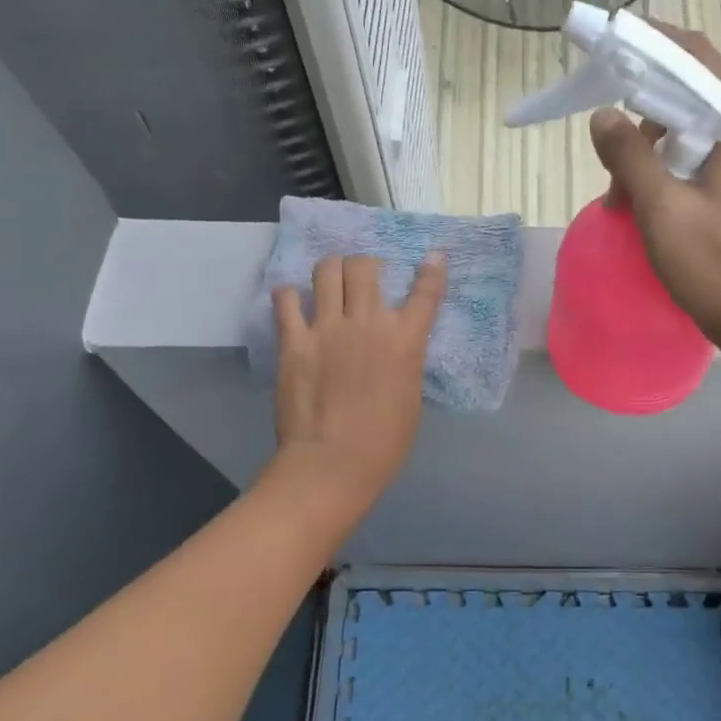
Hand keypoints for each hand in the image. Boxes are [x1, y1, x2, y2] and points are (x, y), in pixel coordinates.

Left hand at [269, 253, 445, 515]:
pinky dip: (291, 296)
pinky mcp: (294, 341)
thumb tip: (398, 347)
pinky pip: (286, 300)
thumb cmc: (383, 443)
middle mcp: (368, 324)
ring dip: (331, 270)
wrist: (333, 463)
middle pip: (365, 267)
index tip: (433, 257)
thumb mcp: (410, 398)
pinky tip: (294, 302)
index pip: (425, 294)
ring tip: (329, 281)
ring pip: (326, 271)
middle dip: (367, 265)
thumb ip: (405, 363)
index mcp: (404, 341)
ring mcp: (327, 329)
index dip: (432, 271)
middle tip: (363, 277)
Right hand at [590, 23, 720, 349]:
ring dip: (651, 153)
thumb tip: (603, 115)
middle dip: (642, 113)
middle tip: (606, 146)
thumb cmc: (718, 267)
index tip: (608, 41)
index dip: (650, 43)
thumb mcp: (663, 211)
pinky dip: (668, 173)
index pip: (696, 58)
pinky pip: (701, 161)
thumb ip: (630, 157)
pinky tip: (645, 206)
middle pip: (693, 94)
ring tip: (621, 196)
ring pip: (693, 132)